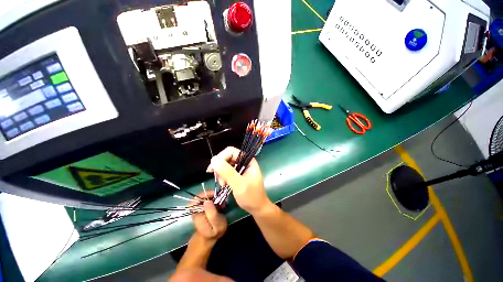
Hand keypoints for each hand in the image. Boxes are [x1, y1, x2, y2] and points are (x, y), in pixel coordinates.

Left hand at [191, 191, 226, 240]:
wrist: (209, 238)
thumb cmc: (214, 233)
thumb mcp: (216, 225)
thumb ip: (212, 214)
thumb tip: (207, 201)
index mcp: (197, 213)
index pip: (196, 199)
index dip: (206, 194)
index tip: (216, 195)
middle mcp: (195, 209)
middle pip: (201, 196)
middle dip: (212, 195)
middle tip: (221, 199)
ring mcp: (198, 208)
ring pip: (205, 196)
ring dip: (215, 197)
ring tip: (222, 203)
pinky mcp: (203, 207)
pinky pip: (208, 199)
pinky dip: (215, 199)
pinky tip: (220, 204)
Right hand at [207, 147, 272, 214]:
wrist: (257, 208)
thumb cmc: (251, 196)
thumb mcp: (239, 184)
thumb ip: (227, 172)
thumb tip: (214, 159)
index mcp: (248, 160)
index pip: (231, 151)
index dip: (221, 158)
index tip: (213, 169)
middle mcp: (244, 162)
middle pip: (227, 157)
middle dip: (220, 168)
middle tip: (220, 181)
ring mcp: (241, 168)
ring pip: (225, 164)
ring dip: (221, 173)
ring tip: (223, 184)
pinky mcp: (237, 174)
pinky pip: (226, 171)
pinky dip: (222, 176)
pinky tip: (224, 184)